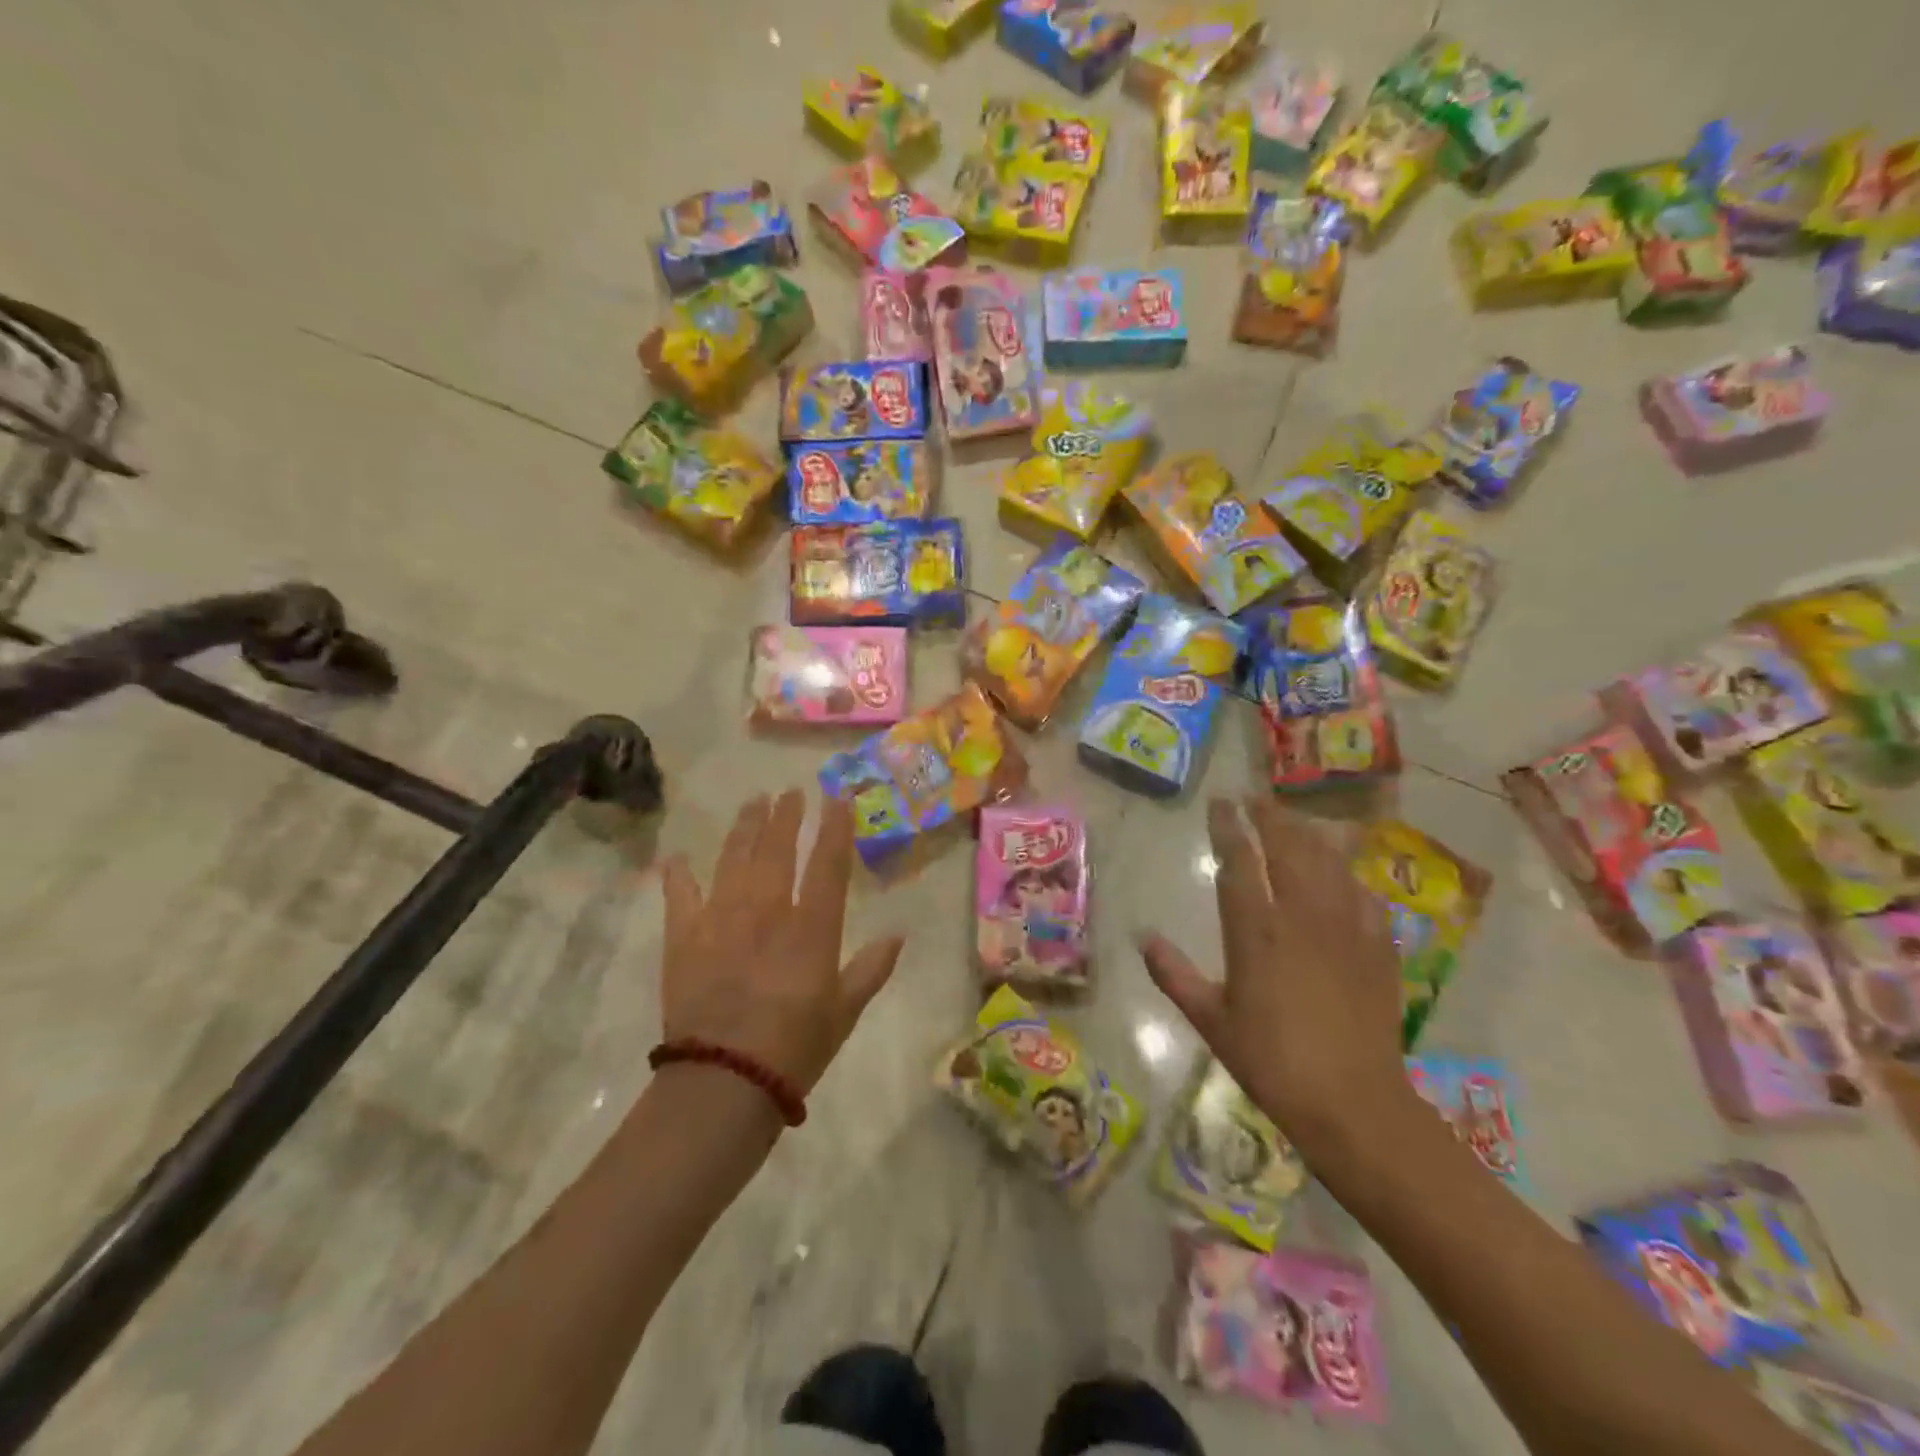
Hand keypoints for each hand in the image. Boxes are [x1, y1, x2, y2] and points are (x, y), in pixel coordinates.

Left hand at [661, 791, 904, 1093]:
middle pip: (776, 849)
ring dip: (744, 828)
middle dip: (786, 816)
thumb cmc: (795, 1047)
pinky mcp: (684, 937)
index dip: (834, 826)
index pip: (827, 863)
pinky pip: (680, 896)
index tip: (837, 796)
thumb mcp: (844, 1012)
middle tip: (789, 792)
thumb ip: (871, 969)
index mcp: (811, 927)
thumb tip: (898, 935)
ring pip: (734, 859)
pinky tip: (677, 859)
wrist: (724, 1082)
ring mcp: (721, 919)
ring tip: (752, 803)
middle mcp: (767, 910)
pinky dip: (678, 876)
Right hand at [1140, 798, 1411, 1158]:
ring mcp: (1346, 929)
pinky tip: (1345, 874)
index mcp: (1256, 932)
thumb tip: (1143, 937)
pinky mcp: (1379, 948)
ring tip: (1295, 820)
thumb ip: (1174, 975)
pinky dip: (1350, 875)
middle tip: (1256, 798)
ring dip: (1309, 834)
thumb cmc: (1272, 1061)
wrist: (1354, 1103)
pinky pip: (1365, 895)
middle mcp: (1302, 917)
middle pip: (1289, 848)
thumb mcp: (1211, 1021)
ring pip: (1329, 863)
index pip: (1240, 862)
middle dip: (1271, 816)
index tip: (1220, 803)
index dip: (1228, 827)